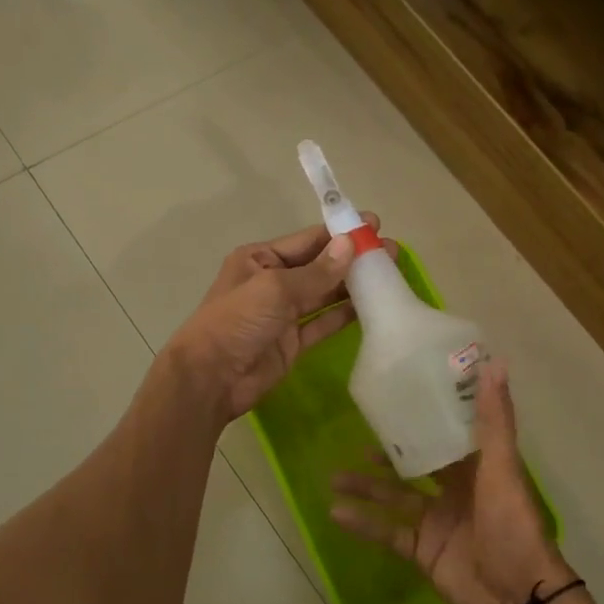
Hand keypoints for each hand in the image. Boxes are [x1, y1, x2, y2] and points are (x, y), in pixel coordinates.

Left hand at [166, 219, 376, 423]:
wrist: (212, 378)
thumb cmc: (237, 321)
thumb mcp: (275, 288)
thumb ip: (316, 271)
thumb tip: (350, 245)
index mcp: (260, 258)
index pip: (308, 240)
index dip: (341, 233)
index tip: (375, 226)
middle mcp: (273, 282)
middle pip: (320, 266)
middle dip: (354, 259)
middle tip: (391, 253)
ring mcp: (284, 314)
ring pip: (325, 294)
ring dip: (354, 286)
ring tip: (390, 276)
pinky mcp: (293, 342)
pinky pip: (324, 323)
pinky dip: (345, 315)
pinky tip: (372, 306)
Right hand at [331, 361, 572, 603]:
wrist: (518, 597)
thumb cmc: (513, 526)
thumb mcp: (502, 470)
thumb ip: (494, 420)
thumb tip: (495, 362)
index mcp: (477, 467)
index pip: (447, 434)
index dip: (425, 416)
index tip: (398, 395)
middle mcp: (455, 490)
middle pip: (414, 465)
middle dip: (386, 454)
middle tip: (354, 437)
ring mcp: (436, 521)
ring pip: (394, 497)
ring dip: (366, 488)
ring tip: (334, 477)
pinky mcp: (422, 551)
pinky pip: (388, 532)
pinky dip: (364, 524)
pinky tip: (336, 512)